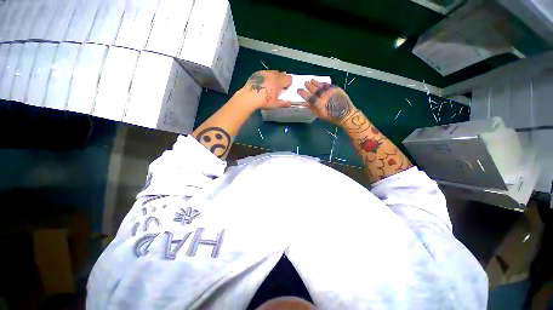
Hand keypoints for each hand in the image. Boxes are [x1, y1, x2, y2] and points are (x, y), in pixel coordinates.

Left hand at [243, 70, 291, 109]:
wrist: (249, 97)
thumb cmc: (264, 101)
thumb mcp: (275, 105)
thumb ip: (283, 103)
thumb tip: (289, 104)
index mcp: (278, 82)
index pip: (288, 78)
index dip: (289, 83)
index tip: (286, 88)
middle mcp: (272, 75)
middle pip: (281, 74)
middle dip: (282, 79)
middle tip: (279, 87)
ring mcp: (264, 73)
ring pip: (273, 72)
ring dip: (275, 77)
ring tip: (271, 84)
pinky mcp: (257, 73)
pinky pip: (265, 73)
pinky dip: (267, 76)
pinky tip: (263, 83)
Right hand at [297, 80, 355, 124]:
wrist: (345, 114)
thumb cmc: (331, 117)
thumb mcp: (320, 115)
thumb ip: (312, 108)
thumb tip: (306, 104)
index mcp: (319, 103)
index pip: (309, 97)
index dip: (303, 93)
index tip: (299, 90)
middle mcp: (324, 96)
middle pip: (314, 89)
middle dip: (309, 86)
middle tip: (305, 83)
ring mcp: (330, 91)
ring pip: (321, 85)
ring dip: (316, 83)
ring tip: (312, 80)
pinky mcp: (336, 89)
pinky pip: (328, 85)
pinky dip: (324, 84)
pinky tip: (321, 83)